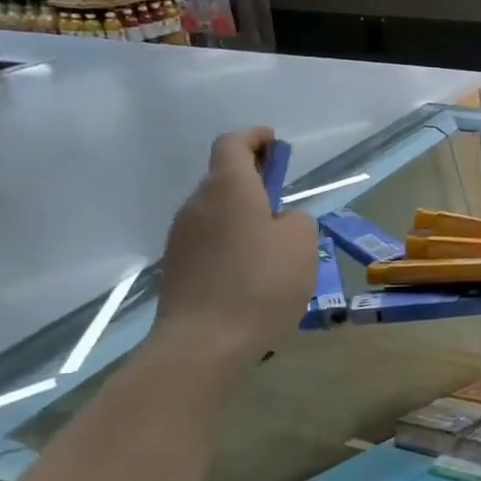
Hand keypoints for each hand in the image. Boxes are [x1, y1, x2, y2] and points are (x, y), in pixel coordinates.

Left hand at [153, 128, 316, 372]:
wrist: (204, 343)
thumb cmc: (261, 284)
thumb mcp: (301, 244)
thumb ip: (296, 220)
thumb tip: (280, 220)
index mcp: (229, 189)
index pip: (233, 143)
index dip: (255, 138)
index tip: (275, 143)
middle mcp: (198, 204)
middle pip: (224, 177)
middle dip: (253, 179)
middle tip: (283, 198)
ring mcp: (182, 237)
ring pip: (217, 211)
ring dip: (243, 214)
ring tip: (273, 243)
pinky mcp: (178, 267)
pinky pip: (210, 240)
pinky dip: (232, 241)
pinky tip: (252, 272)